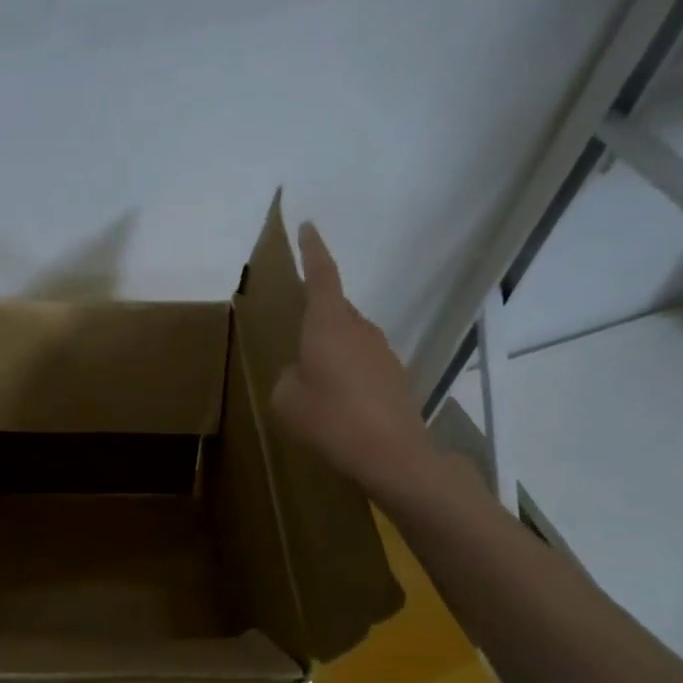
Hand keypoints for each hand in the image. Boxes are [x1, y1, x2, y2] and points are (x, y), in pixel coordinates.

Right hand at [270, 221, 438, 502]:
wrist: (392, 456)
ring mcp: (383, 353)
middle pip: (337, 310)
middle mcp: (360, 330)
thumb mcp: (286, 400)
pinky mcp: (396, 378)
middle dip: (318, 317)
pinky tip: (339, 405)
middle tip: (298, 337)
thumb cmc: (330, 419)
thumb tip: (303, 374)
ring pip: (350, 339)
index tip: (309, 227)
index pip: (322, 276)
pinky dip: (348, 374)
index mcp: (329, 325)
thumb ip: (289, 378)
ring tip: (315, 383)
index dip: (314, 250)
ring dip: (332, 351)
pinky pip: (363, 364)